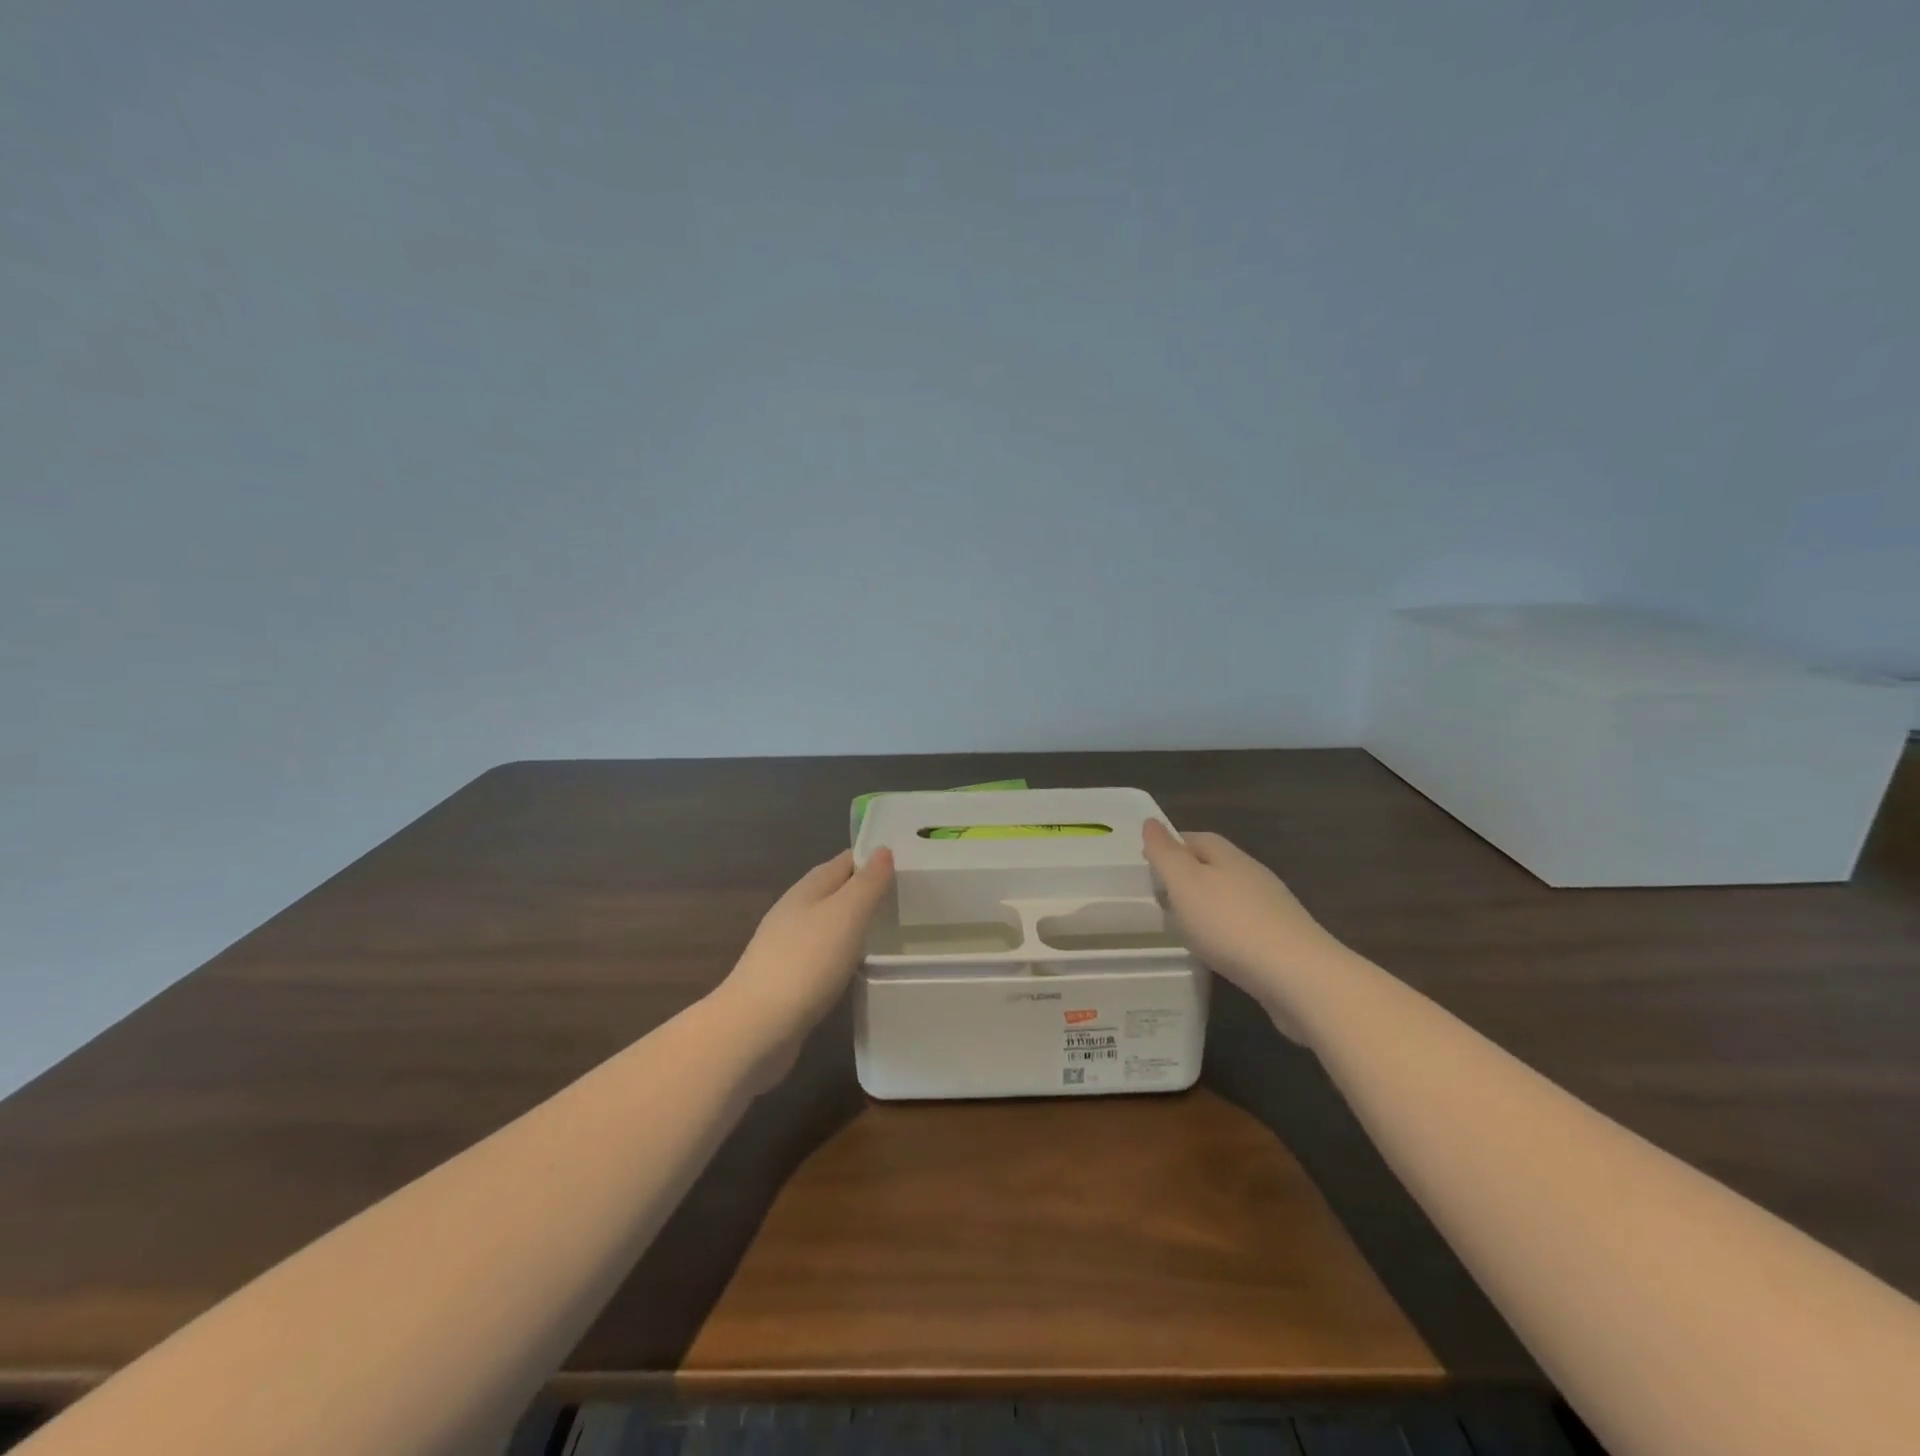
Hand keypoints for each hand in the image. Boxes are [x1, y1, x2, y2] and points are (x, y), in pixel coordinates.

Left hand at [714, 848, 894, 1065]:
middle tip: (906, 898)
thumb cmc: (806, 962)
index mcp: (807, 889)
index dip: (873, 858)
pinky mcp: (787, 981)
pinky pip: (822, 955)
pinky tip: (857, 967)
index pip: (844, 861)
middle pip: (835, 892)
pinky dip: (842, 953)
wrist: (755, 1028)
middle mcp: (794, 911)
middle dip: (865, 891)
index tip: (907, 864)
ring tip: (889, 931)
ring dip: (853, 924)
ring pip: (828, 924)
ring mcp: (786, 947)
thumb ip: (867, 883)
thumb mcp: (846, 914)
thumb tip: (883, 850)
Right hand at [1142, 821, 1340, 1038]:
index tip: (1148, 861)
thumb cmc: (1230, 924)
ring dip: (1206, 904)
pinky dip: (1223, 929)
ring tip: (1182, 923)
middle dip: (1187, 875)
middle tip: (1160, 894)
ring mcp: (1270, 907)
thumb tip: (1151, 822)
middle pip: (1214, 865)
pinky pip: (1242, 924)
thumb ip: (1165, 854)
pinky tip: (1215, 948)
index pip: (1195, 838)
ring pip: (1229, 895)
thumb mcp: (1185, 883)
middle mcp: (1252, 874)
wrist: (1298, 976)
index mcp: (1227, 856)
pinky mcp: (1280, 940)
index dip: (1171, 845)